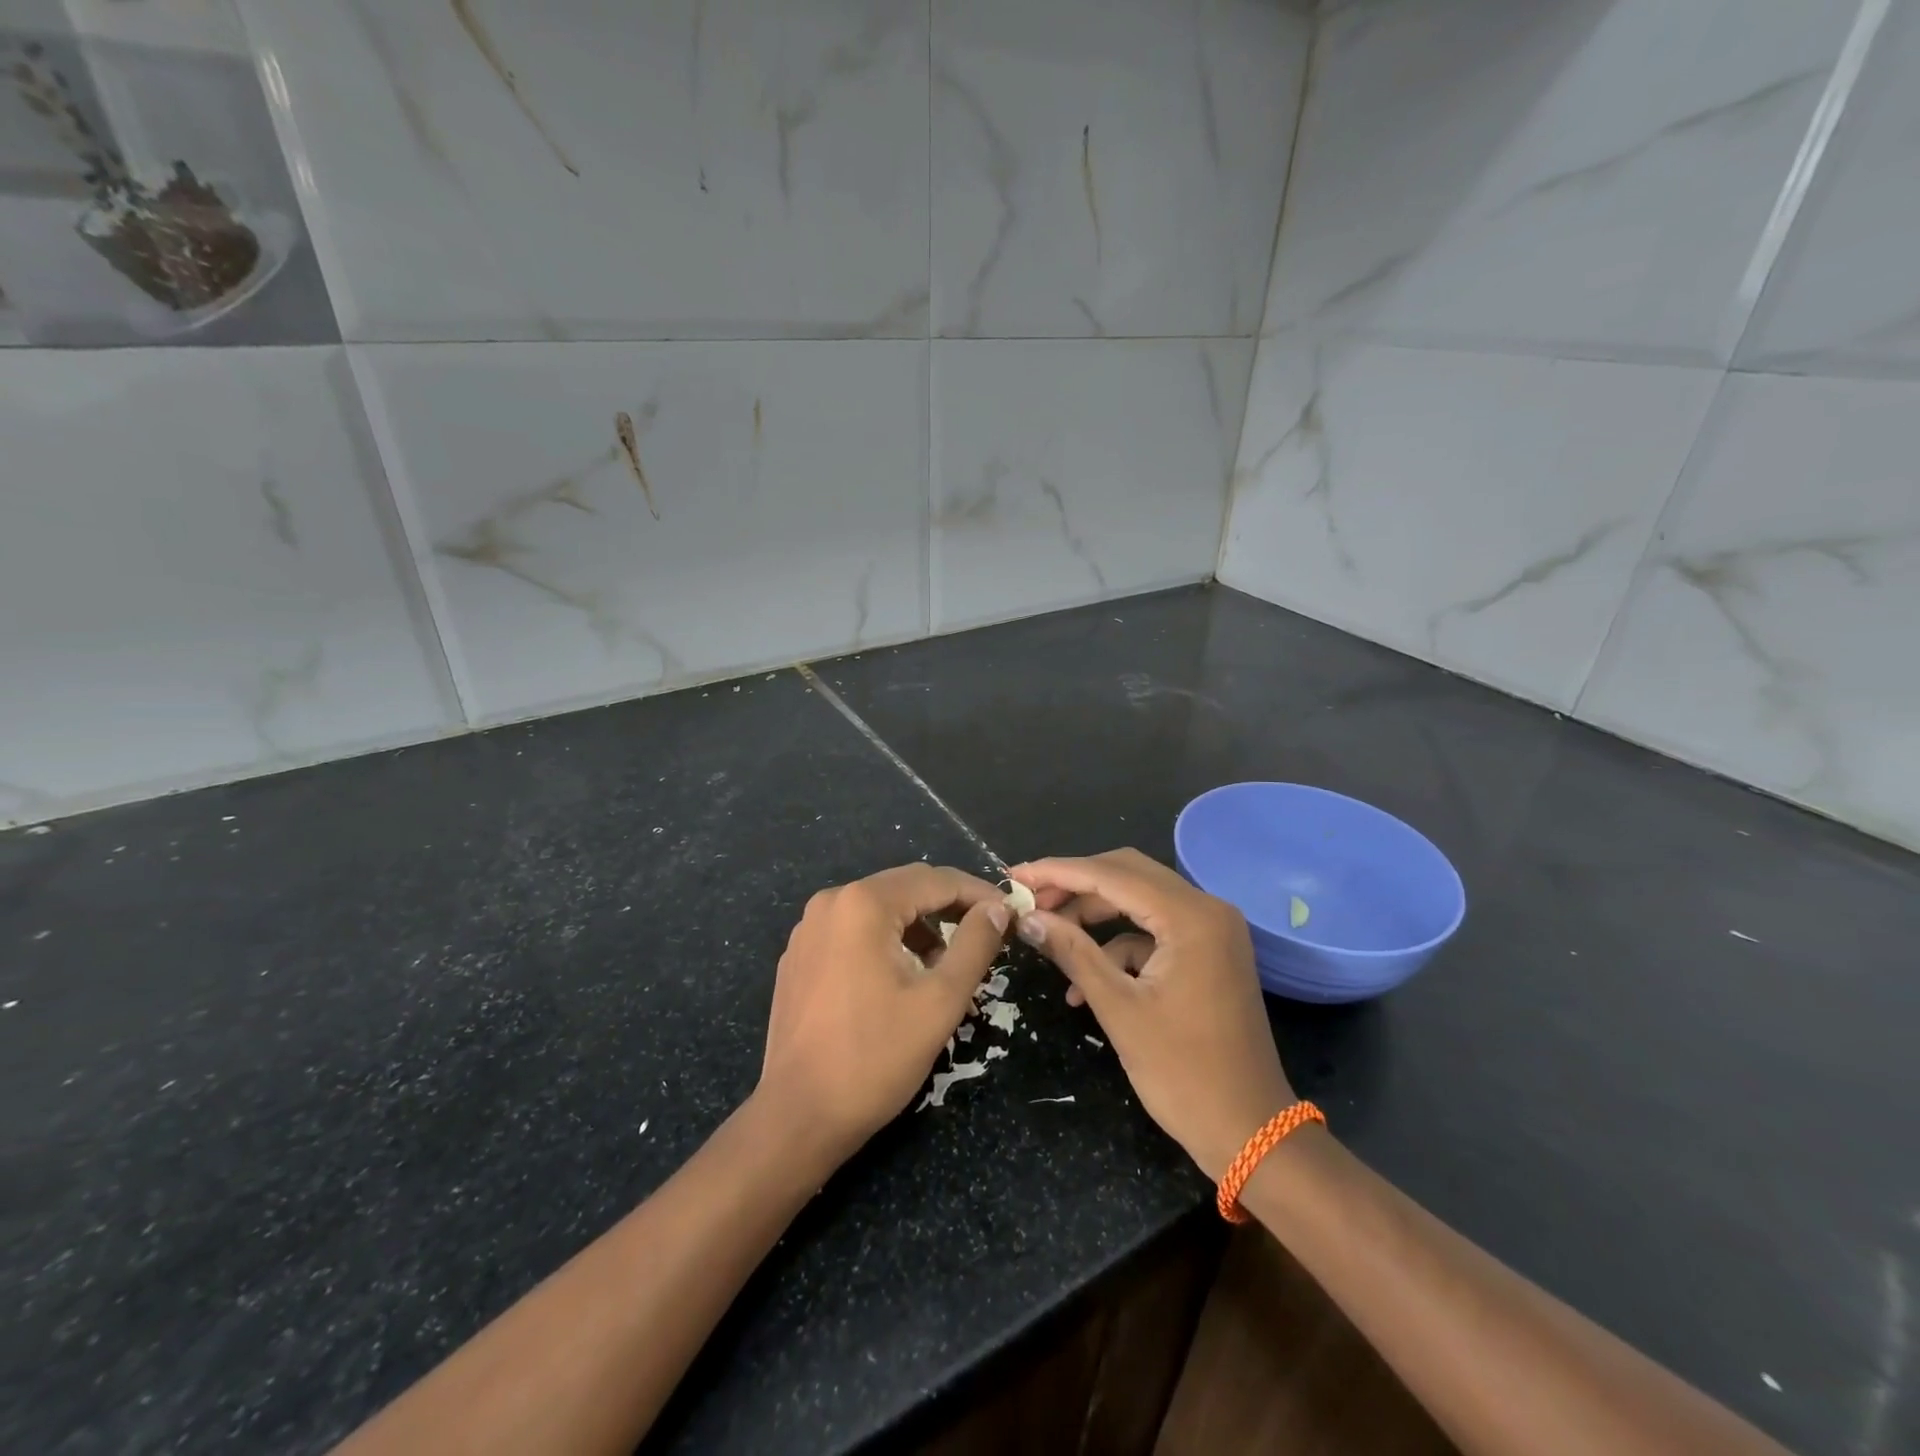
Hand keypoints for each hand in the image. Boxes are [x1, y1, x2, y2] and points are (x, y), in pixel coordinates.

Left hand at [759, 863, 1009, 1159]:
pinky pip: (853, 931)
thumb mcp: (940, 1000)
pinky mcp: (800, 956)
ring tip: (946, 963)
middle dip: (949, 907)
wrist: (798, 1116)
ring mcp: (809, 929)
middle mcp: (831, 902)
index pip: (936, 880)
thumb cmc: (875, 1057)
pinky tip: (902, 976)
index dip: (978, 893)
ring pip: (880, 909)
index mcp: (864, 904)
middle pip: (905, 888)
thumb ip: (975, 944)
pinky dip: (886, 940)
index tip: (1010, 913)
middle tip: (987, 933)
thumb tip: (997, 908)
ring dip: (918, 926)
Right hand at [1009, 849, 1293, 1179]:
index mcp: (1191, 917)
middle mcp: (1207, 909)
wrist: (1250, 1131)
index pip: (1112, 874)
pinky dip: (1118, 945)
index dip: (1058, 872)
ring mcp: (1211, 930)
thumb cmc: (1184, 1073)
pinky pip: (1153, 931)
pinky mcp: (1208, 951)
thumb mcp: (1118, 1008)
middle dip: (1075, 884)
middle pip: (1127, 874)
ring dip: (1093, 914)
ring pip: (1139, 899)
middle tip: (1029, 899)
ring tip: (1049, 934)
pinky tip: (1085, 982)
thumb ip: (1072, 952)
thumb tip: (1027, 919)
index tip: (1015, 876)